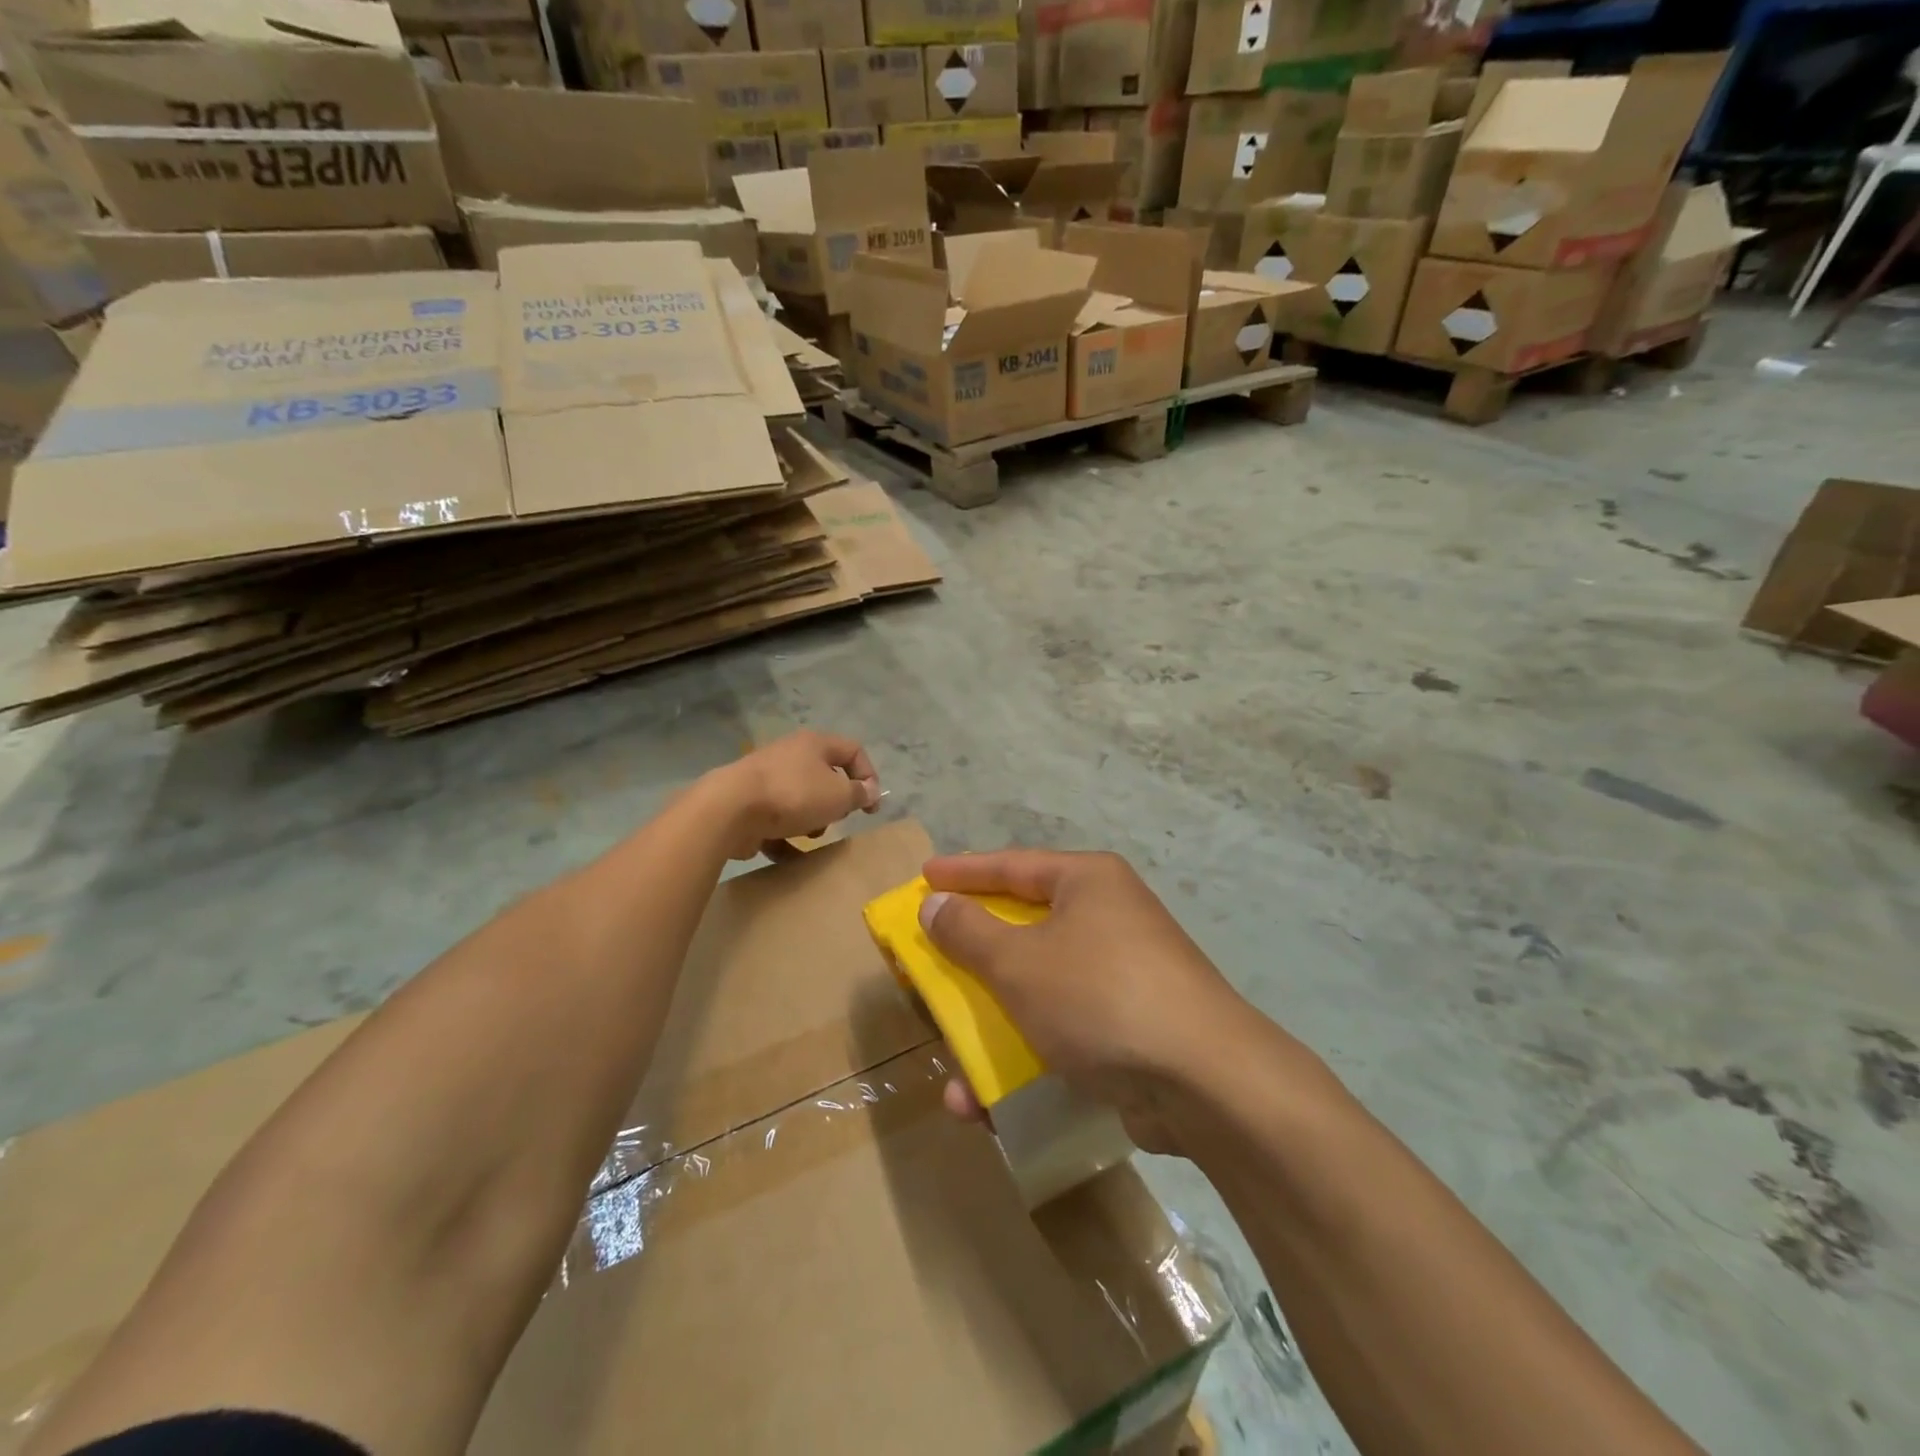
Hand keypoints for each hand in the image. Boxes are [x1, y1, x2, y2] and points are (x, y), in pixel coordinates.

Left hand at [712, 730, 879, 860]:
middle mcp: (790, 754)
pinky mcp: (747, 803)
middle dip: (835, 803)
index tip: (870, 807)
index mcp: (814, 744)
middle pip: (825, 776)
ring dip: (810, 821)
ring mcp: (765, 778)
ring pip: (800, 799)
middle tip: (836, 819)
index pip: (853, 751)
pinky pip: (775, 820)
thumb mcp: (838, 796)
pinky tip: (787, 855)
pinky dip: (783, 837)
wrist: (729, 809)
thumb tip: (870, 790)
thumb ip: (858, 794)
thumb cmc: (793, 795)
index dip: (869, 776)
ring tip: (808, 836)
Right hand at [919, 849, 1258, 1153]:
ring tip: (949, 1053)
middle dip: (972, 953)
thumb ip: (969, 932)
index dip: (963, 872)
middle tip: (931, 957)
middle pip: (1023, 926)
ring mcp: (1121, 974)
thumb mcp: (1020, 963)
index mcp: (1087, 883)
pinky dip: (1023, 1056)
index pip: (1012, 865)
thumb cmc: (1100, 997)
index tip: (924, 876)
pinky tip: (985, 1101)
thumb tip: (935, 903)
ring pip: (1037, 987)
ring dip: (990, 1022)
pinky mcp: (1128, 1027)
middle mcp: (1107, 918)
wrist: (1205, 1083)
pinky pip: (1060, 1029)